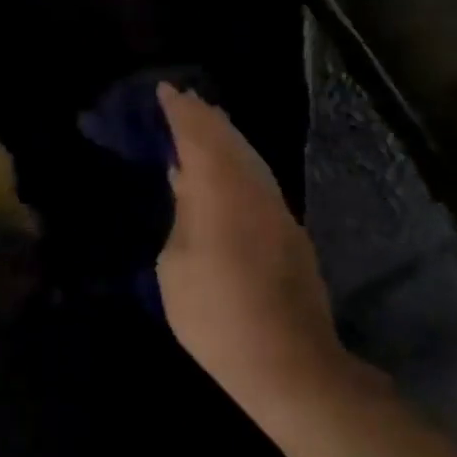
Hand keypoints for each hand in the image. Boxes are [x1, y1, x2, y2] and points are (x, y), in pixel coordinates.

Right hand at [156, 83, 346, 410]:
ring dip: (225, 136)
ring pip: (250, 157)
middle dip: (205, 117)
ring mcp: (278, 211)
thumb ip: (182, 215)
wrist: (289, 364)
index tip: (165, 91)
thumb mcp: (176, 265)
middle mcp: (255, 190)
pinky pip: (258, 178)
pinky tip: (227, 169)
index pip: (199, 136)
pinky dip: (238, 161)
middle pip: (230, 139)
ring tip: (204, 124)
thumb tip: (186, 184)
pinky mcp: (291, 233)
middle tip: (183, 100)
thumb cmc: (215, 316)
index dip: (180, 112)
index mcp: (221, 193)